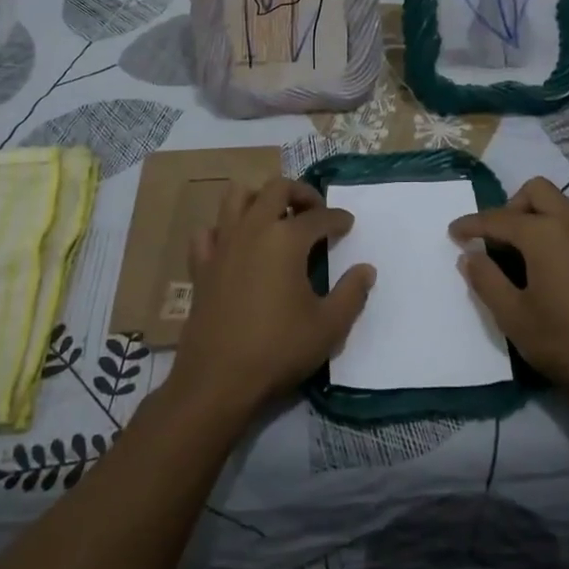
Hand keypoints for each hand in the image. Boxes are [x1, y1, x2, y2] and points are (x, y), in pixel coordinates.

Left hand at [165, 177, 373, 424]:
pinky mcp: (201, 265)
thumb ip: (352, 293)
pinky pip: (209, 232)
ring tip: (276, 217)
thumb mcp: (329, 327)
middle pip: (276, 188)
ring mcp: (223, 245)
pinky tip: (236, 246)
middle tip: (315, 211)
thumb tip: (366, 269)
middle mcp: (253, 229)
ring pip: (237, 197)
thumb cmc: (278, 350)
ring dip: (259, 198)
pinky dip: (223, 230)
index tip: (348, 225)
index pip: (319, 216)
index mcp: (286, 239)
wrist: (218, 380)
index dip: (338, 218)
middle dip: (300, 193)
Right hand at [450, 177, 568, 414]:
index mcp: (546, 233)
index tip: (453, 233)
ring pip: (562, 206)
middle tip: (496, 241)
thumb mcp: (515, 318)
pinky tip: (556, 271)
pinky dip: (560, 234)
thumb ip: (486, 280)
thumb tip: (470, 256)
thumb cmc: (568, 345)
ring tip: (524, 256)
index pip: (498, 219)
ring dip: (538, 218)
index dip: (471, 225)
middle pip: (536, 191)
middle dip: (510, 207)